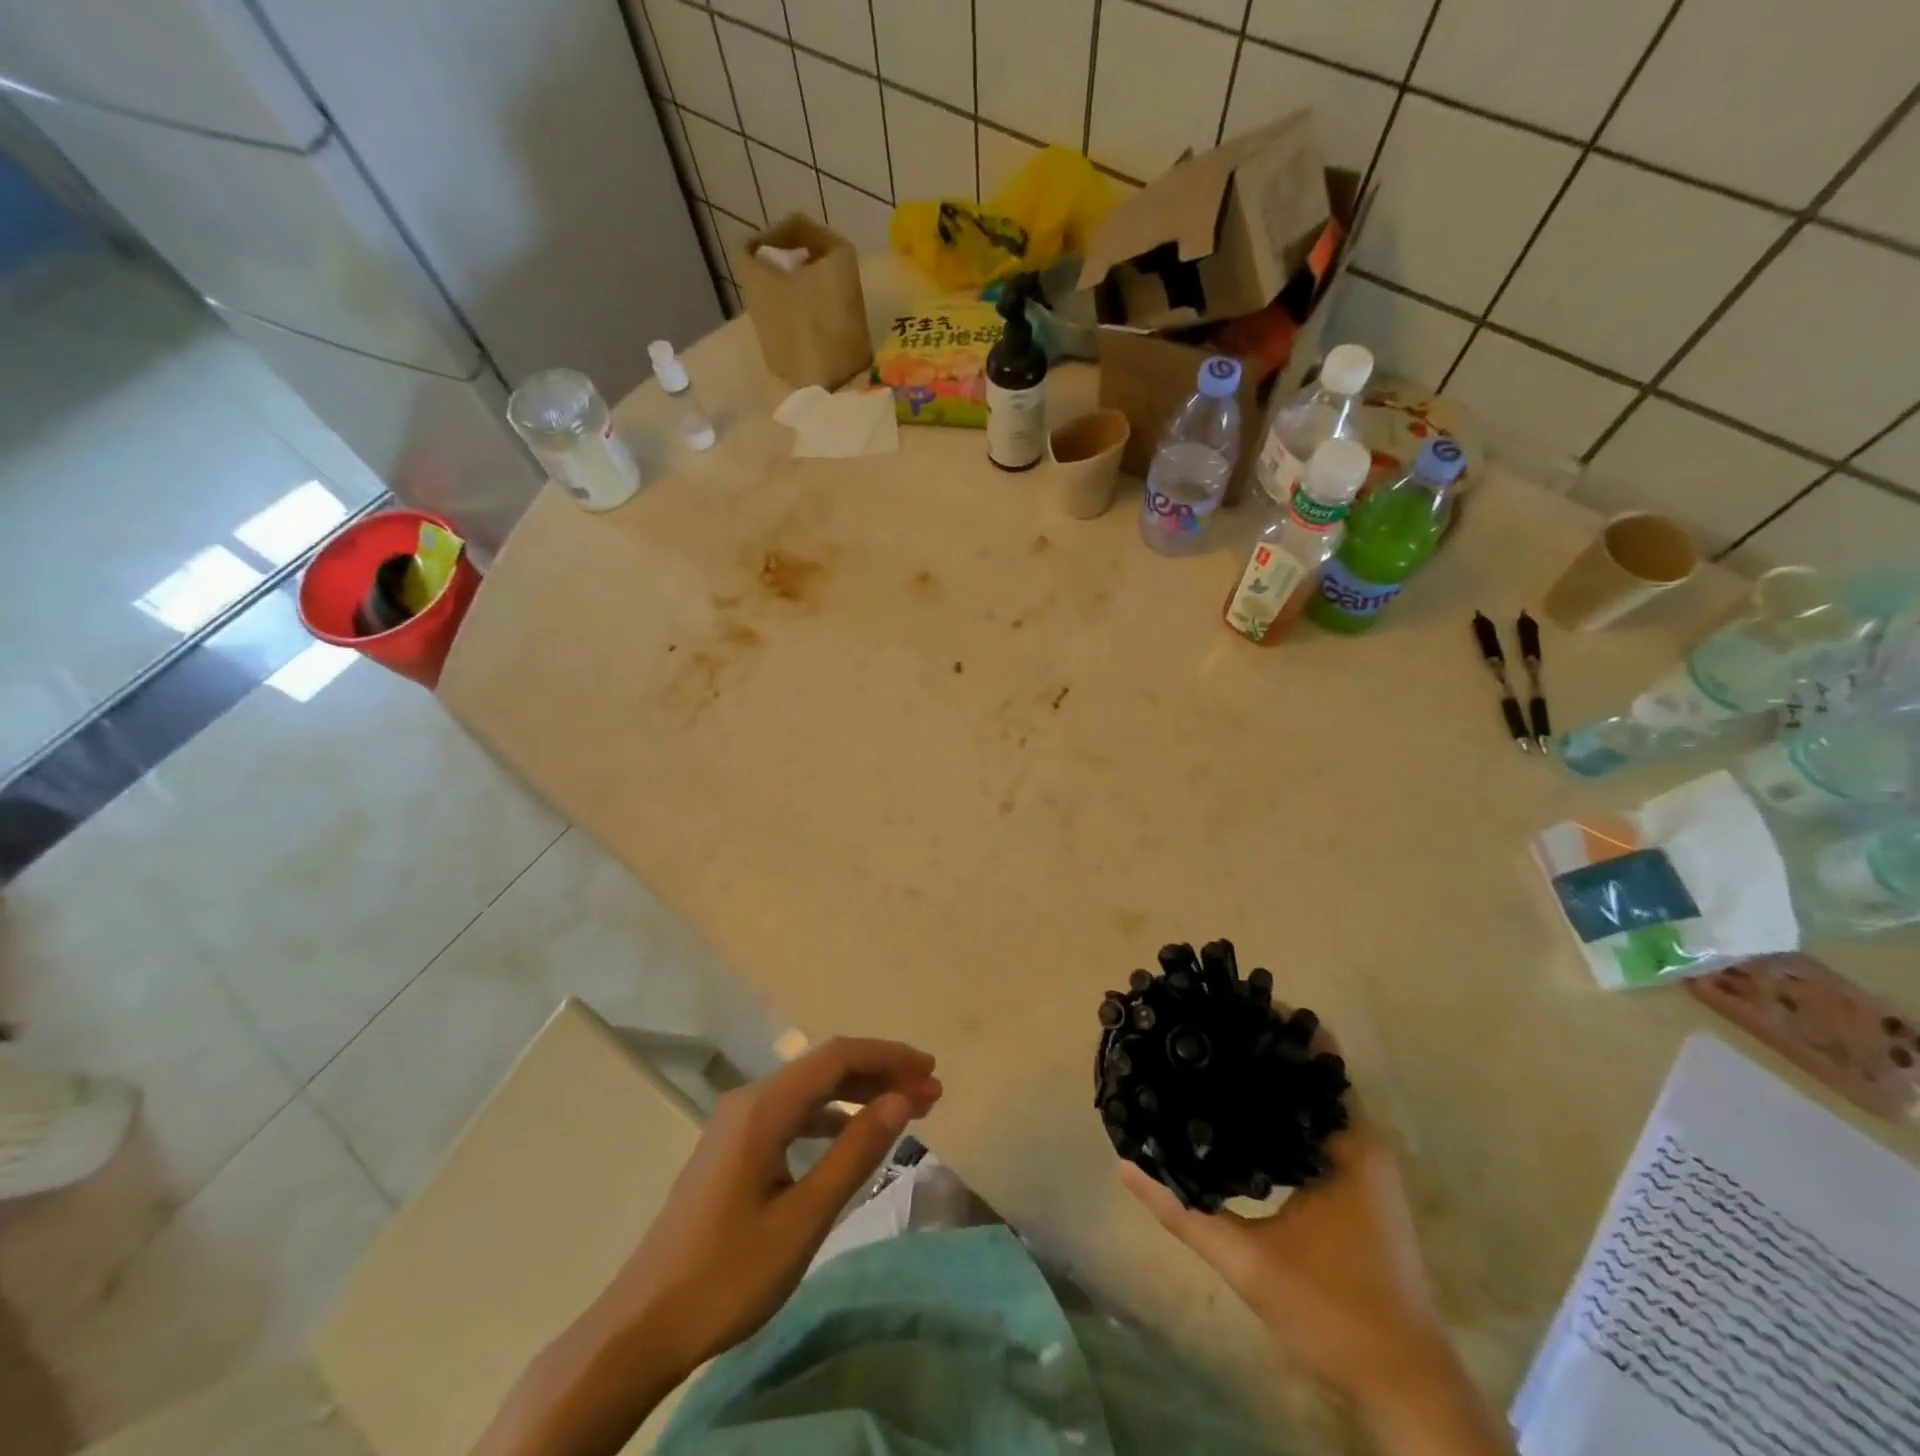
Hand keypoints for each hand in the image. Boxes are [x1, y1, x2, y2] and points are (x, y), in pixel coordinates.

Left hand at [598, 1036, 941, 1380]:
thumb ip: (855, 1153)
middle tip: (929, 1094)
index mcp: (763, 1107)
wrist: (641, 1327)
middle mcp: (749, 1100)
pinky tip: (850, 1138)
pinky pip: (792, 1115)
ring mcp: (737, 1124)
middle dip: (879, 1074)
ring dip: (857, 1095)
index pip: (837, 1057)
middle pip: (824, 1068)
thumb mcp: (803, 1218)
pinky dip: (830, 1118)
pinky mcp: (733, 1149)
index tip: (931, 1072)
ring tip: (902, 1112)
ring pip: (809, 1091)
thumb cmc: (727, 1275)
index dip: (888, 1057)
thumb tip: (902, 1100)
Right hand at [1118, 1025, 1445, 1404]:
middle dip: (1261, 1046)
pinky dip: (1283, 1110)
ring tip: (1213, 1059)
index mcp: (1347, 1144)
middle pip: (1310, 1070)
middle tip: (1205, 1029)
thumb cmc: (1334, 1312)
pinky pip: (1318, 1125)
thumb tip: (1125, 1165)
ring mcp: (1365, 1164)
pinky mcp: (1360, 1185)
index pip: (1312, 1057)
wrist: (1405, 1385)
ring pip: (1314, 1098)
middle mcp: (1362, 1141)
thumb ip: (1184, 1212)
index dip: (1269, 1026)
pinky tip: (1241, 1115)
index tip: (1221, 1007)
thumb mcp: (1248, 1264)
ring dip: (1272, 1079)